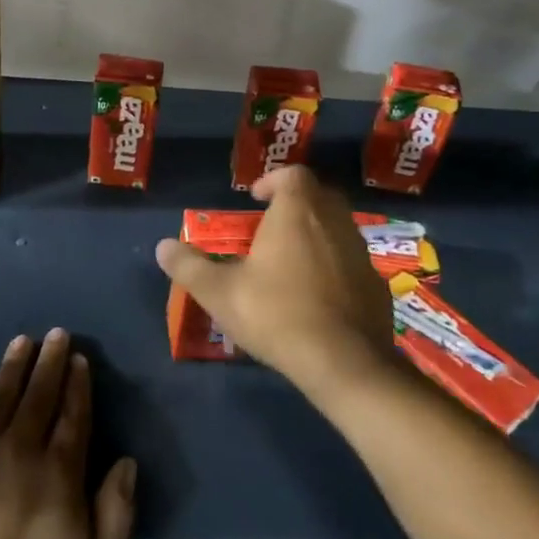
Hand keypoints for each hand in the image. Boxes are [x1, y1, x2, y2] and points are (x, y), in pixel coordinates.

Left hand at [0, 329, 136, 538]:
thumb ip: (115, 512)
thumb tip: (126, 461)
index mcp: (59, 472)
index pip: (74, 415)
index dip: (78, 385)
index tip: (80, 359)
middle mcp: (21, 449)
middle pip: (39, 395)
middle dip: (50, 362)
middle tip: (56, 334)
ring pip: (1, 395)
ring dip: (14, 365)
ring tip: (23, 340)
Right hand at [154, 165, 397, 399]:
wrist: (345, 363)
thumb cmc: (277, 314)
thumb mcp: (220, 292)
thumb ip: (189, 266)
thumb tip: (163, 246)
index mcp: (297, 212)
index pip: (293, 175)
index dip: (273, 181)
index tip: (256, 199)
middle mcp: (334, 222)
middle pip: (319, 196)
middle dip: (296, 204)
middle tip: (273, 225)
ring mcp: (360, 253)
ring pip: (339, 228)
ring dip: (317, 234)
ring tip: (292, 261)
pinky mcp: (376, 284)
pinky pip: (352, 262)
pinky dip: (336, 266)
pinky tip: (319, 295)